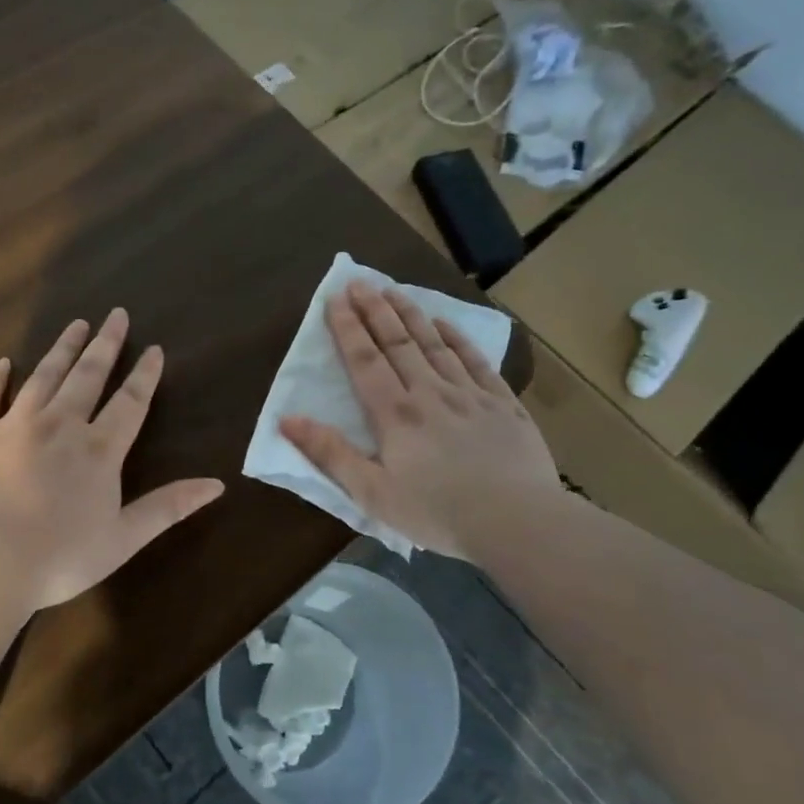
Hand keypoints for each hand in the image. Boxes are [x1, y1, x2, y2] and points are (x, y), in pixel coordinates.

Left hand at [0, 309, 225, 612]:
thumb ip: (168, 507)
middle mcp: (59, 425)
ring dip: (61, 349)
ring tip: (75, 324)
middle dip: (105, 345)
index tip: (154, 349)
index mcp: (98, 450)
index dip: (144, 375)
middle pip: (87, 376)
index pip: (129, 403)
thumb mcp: (124, 538)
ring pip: (43, 376)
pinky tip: (3, 362)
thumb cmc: (59, 557)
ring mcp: (13, 424)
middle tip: (115, 315)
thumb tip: (217, 484)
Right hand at [280, 282, 559, 558]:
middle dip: (376, 310)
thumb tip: (286, 419)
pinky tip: (446, 324)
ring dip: (412, 315)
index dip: (348, 328)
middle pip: (398, 343)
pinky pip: (477, 361)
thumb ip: (330, 453)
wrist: (517, 522)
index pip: (365, 361)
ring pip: (435, 344)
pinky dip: (458, 339)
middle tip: (360, 281)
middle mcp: (430, 393)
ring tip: (395, 290)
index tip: (336, 298)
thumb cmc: (437, 513)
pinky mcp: (503, 404)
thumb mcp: (372, 493)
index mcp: (395, 414)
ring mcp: (470, 395)